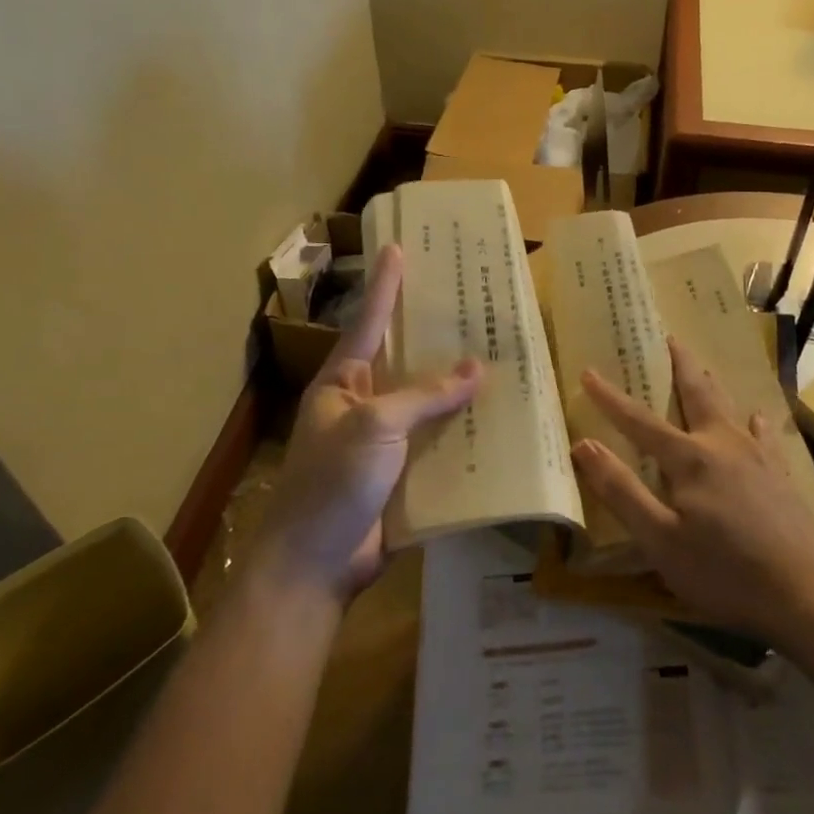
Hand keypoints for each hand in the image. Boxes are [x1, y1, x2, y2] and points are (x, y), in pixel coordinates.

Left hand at [259, 245, 481, 604]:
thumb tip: (476, 368)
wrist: (315, 565)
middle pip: (404, 360)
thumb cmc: (333, 482)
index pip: (368, 322)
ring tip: (499, 356)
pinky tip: (497, 420)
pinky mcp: (402, 475)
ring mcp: (383, 442)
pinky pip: (437, 443)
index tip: (398, 248)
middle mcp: (362, 405)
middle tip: (469, 301)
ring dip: (457, 387)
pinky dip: (463, 431)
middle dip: (434, 334)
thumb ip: (425, 395)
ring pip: (426, 403)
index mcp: (342, 383)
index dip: (385, 285)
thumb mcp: (375, 426)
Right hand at [572, 337, 813, 644]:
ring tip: (704, 368)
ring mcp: (758, 458)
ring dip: (712, 385)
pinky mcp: (781, 477)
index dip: (610, 398)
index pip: (639, 421)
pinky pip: (765, 436)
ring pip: (730, 408)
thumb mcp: (660, 540)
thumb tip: (583, 445)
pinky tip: (758, 417)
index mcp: (689, 458)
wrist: (810, 595)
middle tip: (670, 337)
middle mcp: (723, 445)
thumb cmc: (725, 572)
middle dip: (679, 365)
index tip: (587, 371)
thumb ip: (621, 491)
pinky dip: (756, 422)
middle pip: (696, 394)